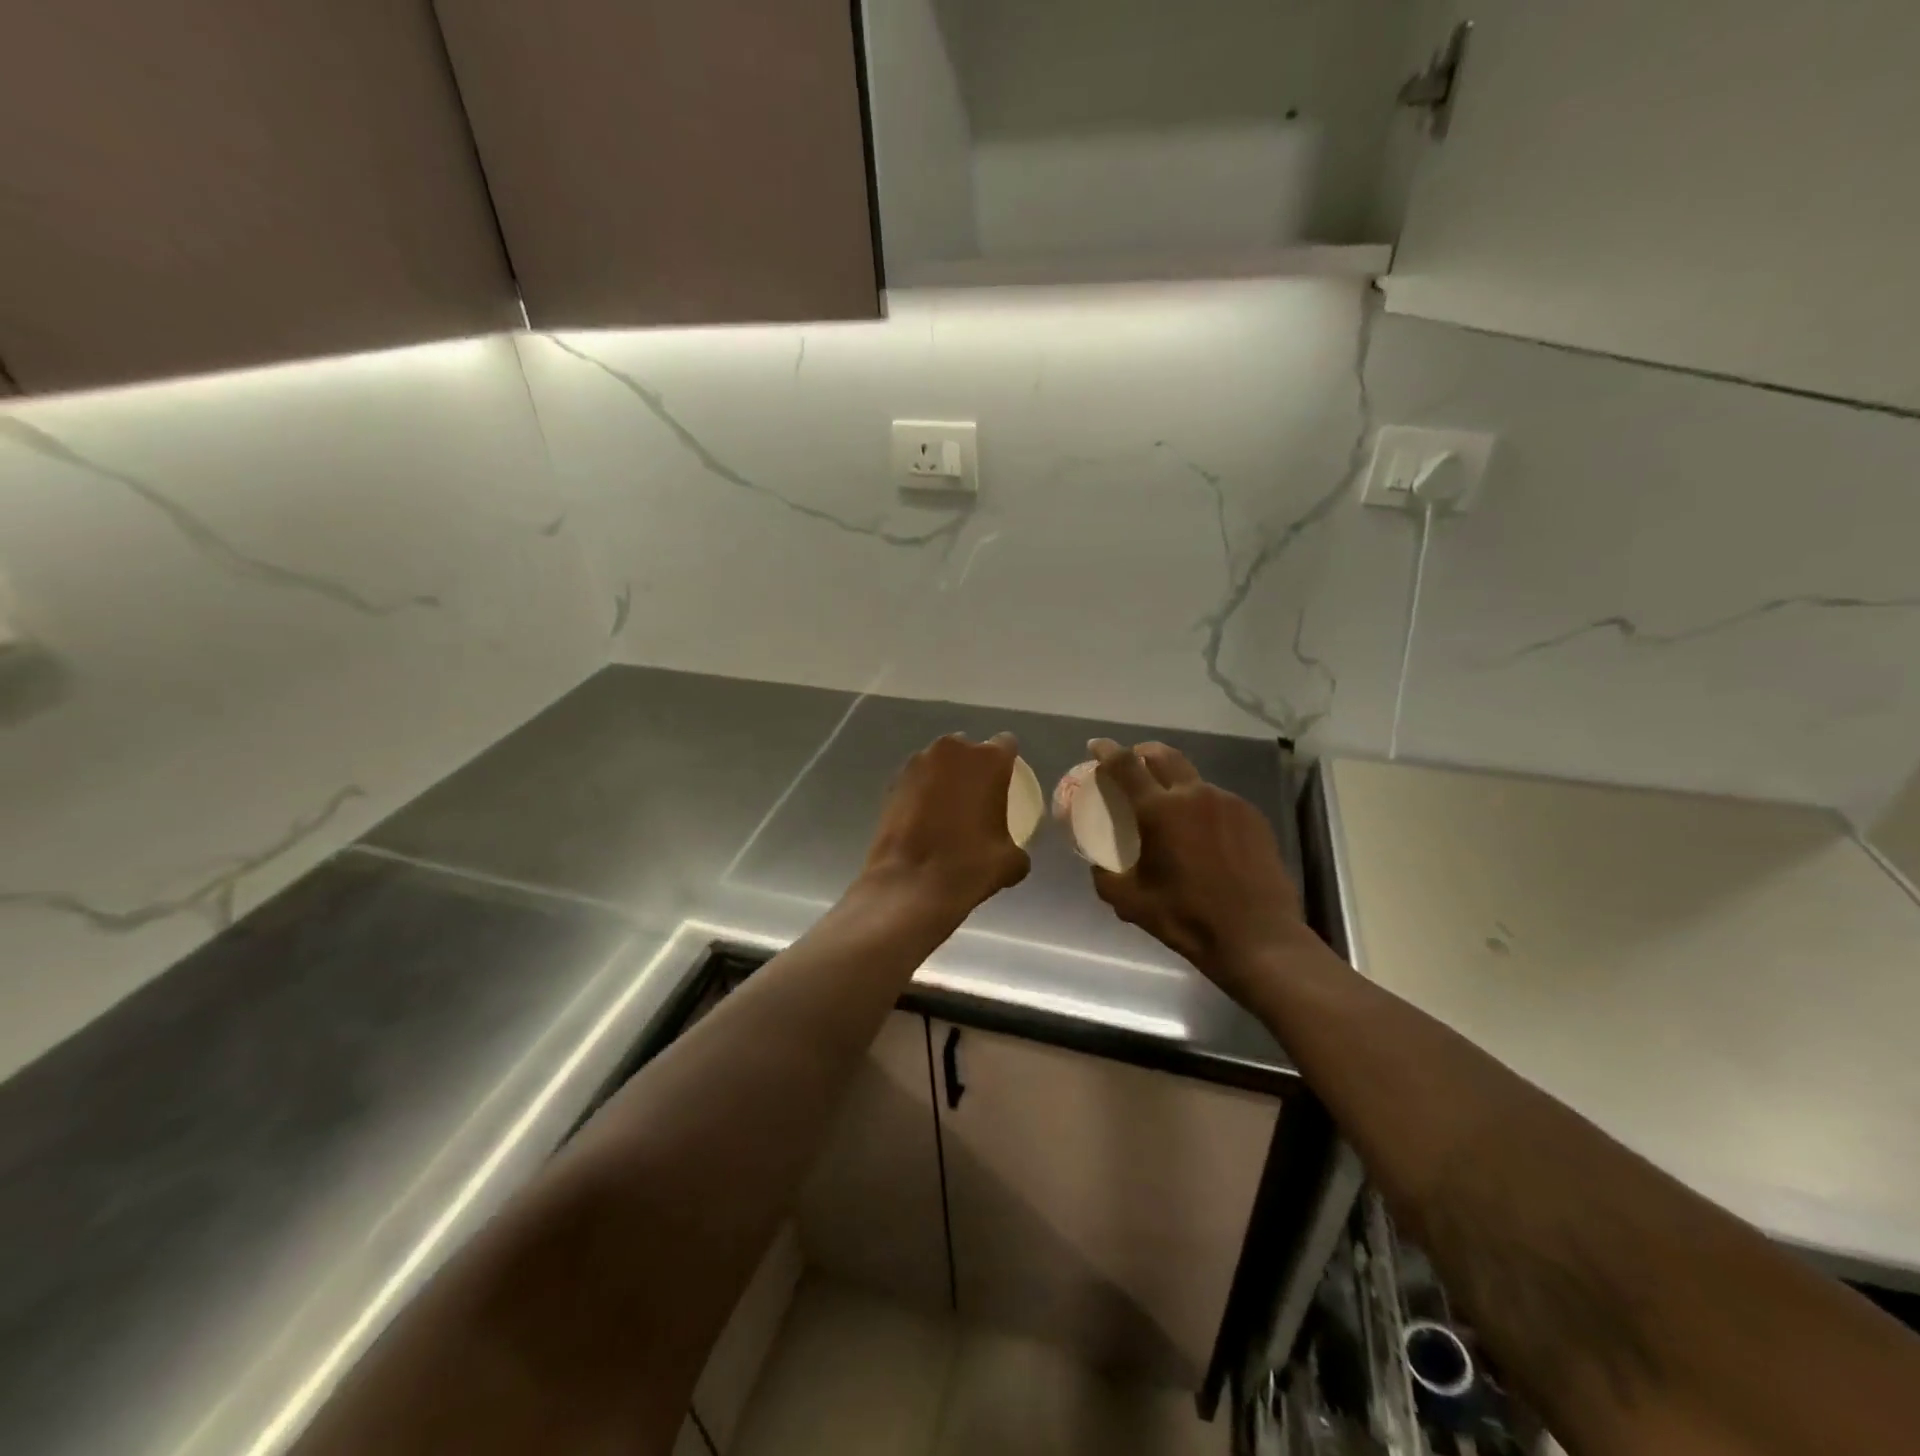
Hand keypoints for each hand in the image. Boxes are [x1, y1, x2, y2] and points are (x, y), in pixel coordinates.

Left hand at [861, 732, 1030, 914]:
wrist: (912, 882)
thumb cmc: (970, 865)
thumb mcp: (1011, 862)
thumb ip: (1017, 846)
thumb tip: (1013, 852)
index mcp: (989, 759)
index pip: (1006, 744)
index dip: (1007, 762)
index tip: (1006, 783)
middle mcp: (953, 750)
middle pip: (969, 749)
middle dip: (973, 767)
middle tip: (976, 798)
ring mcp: (919, 762)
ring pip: (940, 762)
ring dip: (946, 777)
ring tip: (947, 809)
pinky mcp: (893, 780)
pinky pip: (917, 779)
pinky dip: (923, 792)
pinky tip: (924, 819)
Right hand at [1087, 738, 1312, 1002]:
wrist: (1257, 938)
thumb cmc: (1187, 918)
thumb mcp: (1130, 903)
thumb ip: (1105, 876)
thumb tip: (1097, 863)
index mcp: (1159, 811)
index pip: (1124, 765)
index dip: (1106, 751)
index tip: (1095, 746)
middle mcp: (1194, 795)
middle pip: (1163, 755)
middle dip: (1142, 753)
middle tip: (1133, 764)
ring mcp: (1228, 803)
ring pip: (1193, 779)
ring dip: (1175, 783)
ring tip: (1171, 808)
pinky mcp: (1253, 818)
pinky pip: (1219, 800)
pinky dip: (1202, 806)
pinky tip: (1203, 833)